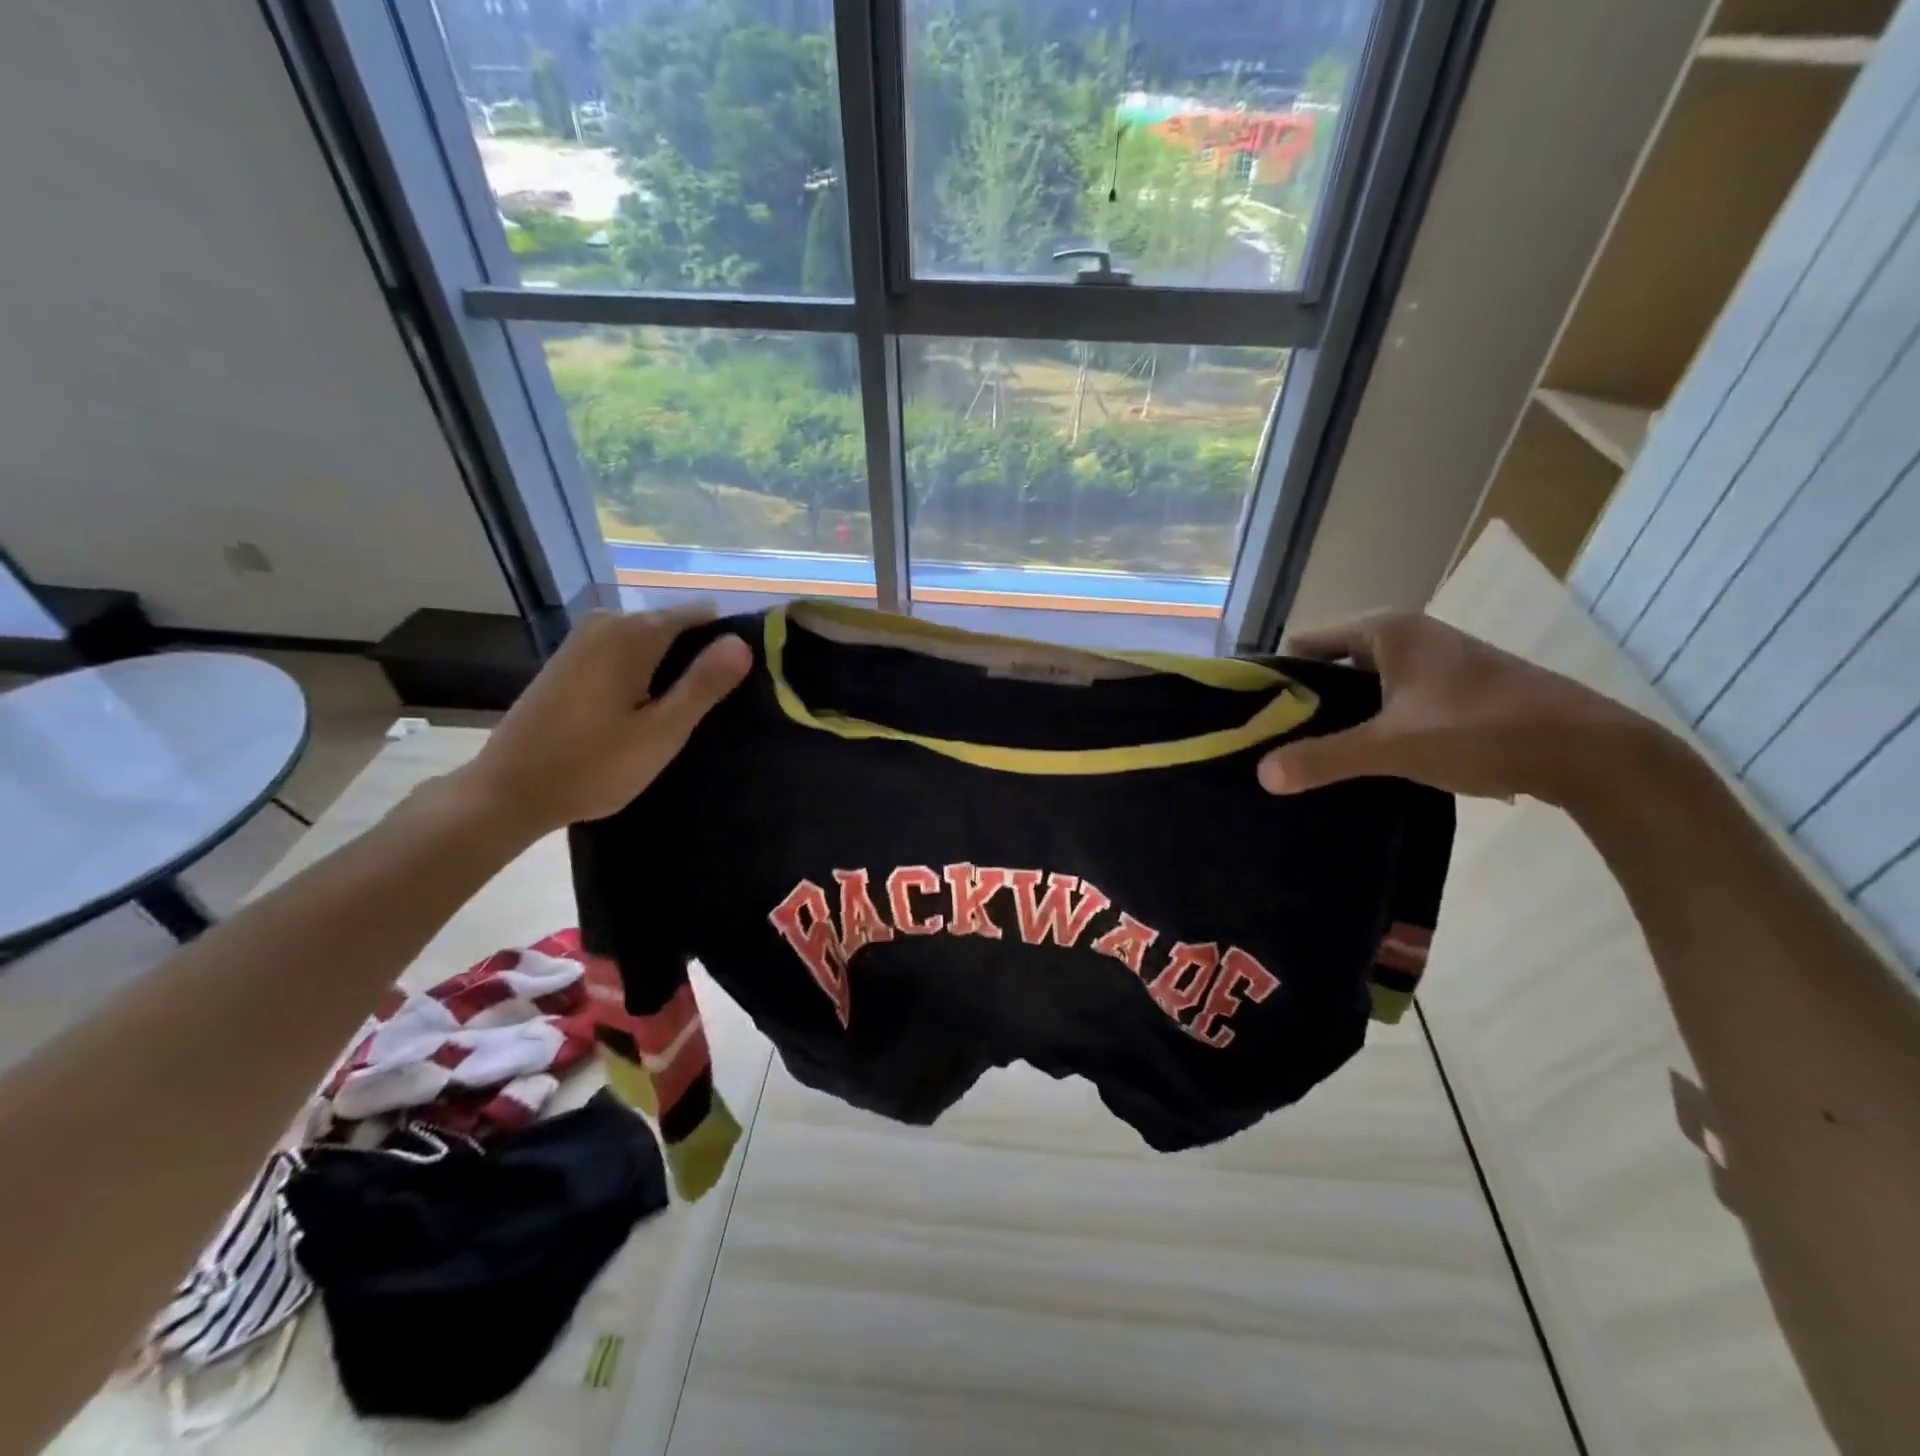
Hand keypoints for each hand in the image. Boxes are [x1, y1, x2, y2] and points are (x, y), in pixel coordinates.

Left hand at [455, 605, 750, 837]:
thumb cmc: (593, 765)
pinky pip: (624, 651)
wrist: (508, 791)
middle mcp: (608, 621)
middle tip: (709, 710)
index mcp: (634, 633)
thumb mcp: (662, 731)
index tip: (738, 683)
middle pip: (674, 625)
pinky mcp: (569, 658)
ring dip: (670, 669)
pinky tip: (643, 710)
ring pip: (649, 640)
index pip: (701, 615)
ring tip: (679, 714)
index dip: (726, 644)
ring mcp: (584, 638)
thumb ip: (704, 684)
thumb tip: (743, 642)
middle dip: (697, 658)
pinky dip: (643, 673)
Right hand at [1257, 611, 1660, 803]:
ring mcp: (1435, 662)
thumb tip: (1262, 774)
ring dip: (1339, 717)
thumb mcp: (1392, 746)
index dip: (1278, 676)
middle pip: (1332, 664)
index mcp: (1386, 631)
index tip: (1256, 716)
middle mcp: (1408, 636)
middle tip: (1276, 743)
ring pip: (1364, 686)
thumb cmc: (1482, 730)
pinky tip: (1365, 759)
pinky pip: (1391, 700)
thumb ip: (1324, 758)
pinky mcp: (1454, 690)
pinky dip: (1372, 724)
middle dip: (1305, 702)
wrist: (1591, 752)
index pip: (1305, 641)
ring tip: (1312, 756)